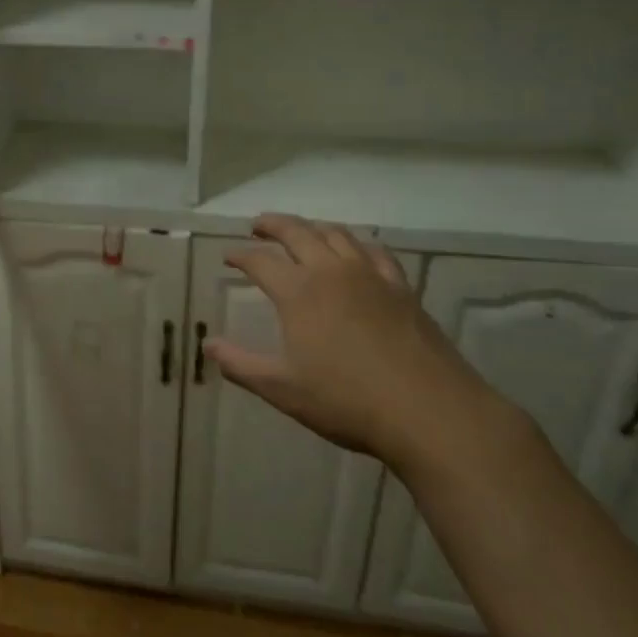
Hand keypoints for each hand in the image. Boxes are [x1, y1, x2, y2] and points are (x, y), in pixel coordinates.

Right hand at [202, 214, 490, 469]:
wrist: (429, 411)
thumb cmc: (347, 400)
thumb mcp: (282, 388)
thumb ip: (241, 365)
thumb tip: (208, 345)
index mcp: (299, 292)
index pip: (260, 261)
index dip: (240, 256)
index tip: (228, 257)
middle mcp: (331, 272)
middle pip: (297, 233)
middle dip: (273, 225)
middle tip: (258, 225)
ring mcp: (370, 276)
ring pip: (336, 235)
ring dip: (312, 227)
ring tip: (301, 231)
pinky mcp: (401, 288)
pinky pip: (375, 251)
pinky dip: (357, 244)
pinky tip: (356, 252)